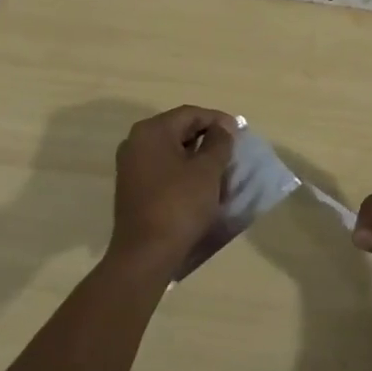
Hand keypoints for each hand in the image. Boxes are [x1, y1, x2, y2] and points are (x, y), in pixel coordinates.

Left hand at [108, 105, 235, 275]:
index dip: (218, 120)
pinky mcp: (132, 188)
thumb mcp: (207, 170)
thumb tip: (223, 128)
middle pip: (179, 130)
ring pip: (172, 151)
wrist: (145, 256)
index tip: (240, 134)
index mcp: (152, 131)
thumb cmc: (179, 205)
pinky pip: (163, 169)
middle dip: (208, 138)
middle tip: (232, 151)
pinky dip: (183, 171)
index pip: (191, 114)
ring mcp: (131, 166)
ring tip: (220, 169)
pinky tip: (200, 186)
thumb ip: (219, 142)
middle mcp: (136, 142)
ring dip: (197, 156)